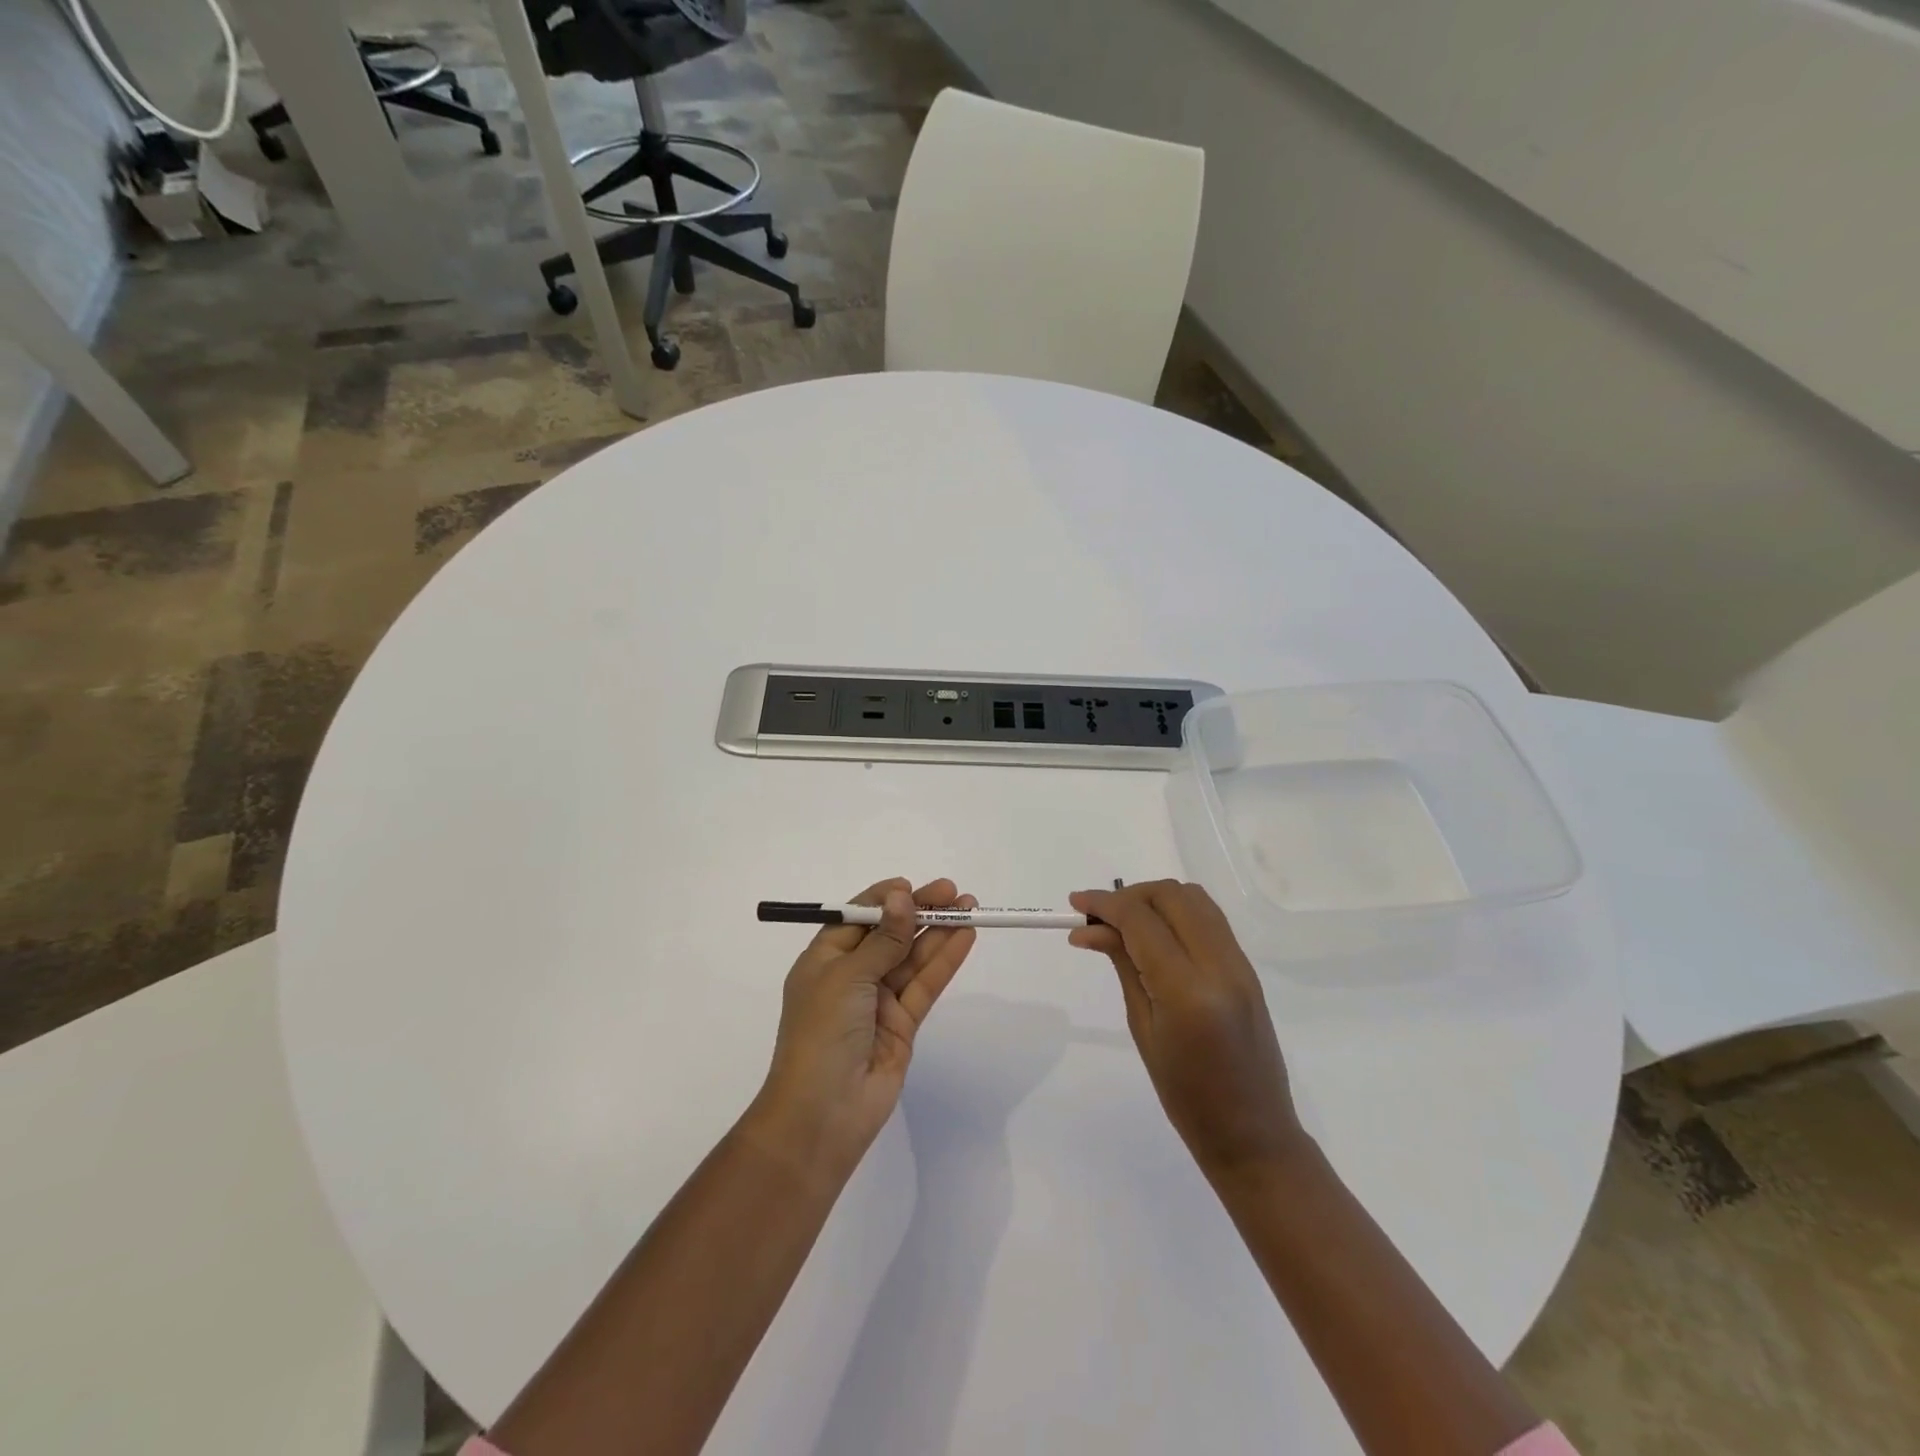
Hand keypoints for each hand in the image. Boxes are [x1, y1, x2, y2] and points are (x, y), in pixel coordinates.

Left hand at [748, 878, 976, 1179]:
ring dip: (939, 932)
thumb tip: (902, 896)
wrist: (822, 1114)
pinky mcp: (902, 1024)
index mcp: (824, 959)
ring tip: (969, 907)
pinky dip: (944, 961)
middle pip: (890, 934)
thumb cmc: (821, 1033)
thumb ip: (884, 939)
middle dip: (920, 912)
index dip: (885, 900)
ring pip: (912, 958)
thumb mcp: (848, 977)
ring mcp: (878, 1001)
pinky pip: (925, 985)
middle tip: (954, 892)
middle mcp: (851, 976)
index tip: (911, 886)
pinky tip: (965, 938)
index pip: (857, 919)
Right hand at [1068, 880, 1304, 1180]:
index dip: (1105, 903)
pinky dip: (1177, 912)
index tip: (1075, 903)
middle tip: (1098, 916)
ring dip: (1154, 899)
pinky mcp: (1247, 967)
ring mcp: (1240, 963)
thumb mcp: (1143, 1028)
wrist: (1253, 1134)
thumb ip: (1123, 965)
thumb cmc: (1186, 1096)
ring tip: (1124, 922)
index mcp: (1188, 990)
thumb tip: (1089, 929)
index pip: (1141, 920)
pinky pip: (1209, 918)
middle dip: (1130, 896)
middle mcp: (1220, 965)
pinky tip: (1154, 933)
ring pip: (1194, 898)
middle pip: (1171, 896)